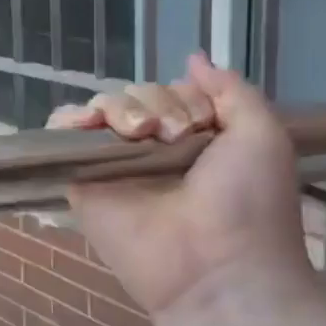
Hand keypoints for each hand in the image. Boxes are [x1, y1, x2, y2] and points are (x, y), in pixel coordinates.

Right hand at [47, 53, 312, 319]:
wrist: (219, 267)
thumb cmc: (249, 202)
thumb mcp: (262, 134)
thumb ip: (231, 90)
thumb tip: (193, 57)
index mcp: (192, 137)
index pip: (170, 90)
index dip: (183, 96)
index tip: (201, 124)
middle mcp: (152, 148)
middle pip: (134, 94)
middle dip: (155, 103)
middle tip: (174, 137)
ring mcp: (115, 165)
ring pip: (102, 108)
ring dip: (120, 108)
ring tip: (139, 135)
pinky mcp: (84, 182)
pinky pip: (64, 137)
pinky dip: (68, 119)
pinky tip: (86, 123)